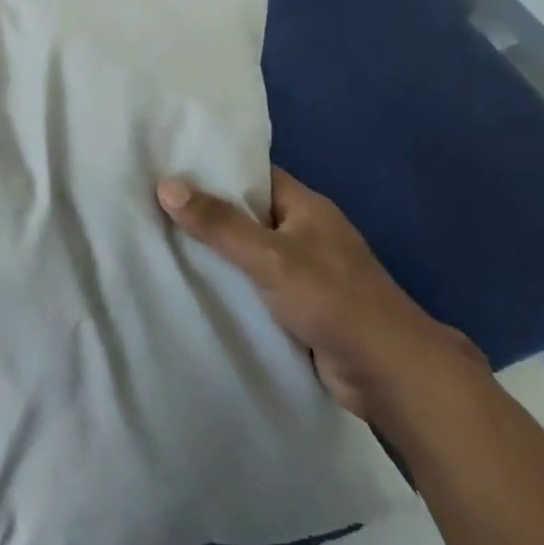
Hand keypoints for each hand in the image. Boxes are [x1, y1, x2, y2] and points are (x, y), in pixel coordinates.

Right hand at [157, 168, 481, 423]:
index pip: (252, 174)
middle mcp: (304, 232)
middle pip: (246, 213)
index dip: (212, 169)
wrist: (392, 376)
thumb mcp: (270, 256)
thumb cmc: (334, 301)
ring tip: (158, 242)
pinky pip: (255, 285)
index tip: (167, 168)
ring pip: (248, 252)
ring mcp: (304, 271)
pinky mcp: (301, 307)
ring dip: (215, 252)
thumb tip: (166, 184)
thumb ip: (220, 224)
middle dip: (205, 212)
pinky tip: (192, 285)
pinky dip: (230, 284)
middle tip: (150, 206)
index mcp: (305, 207)